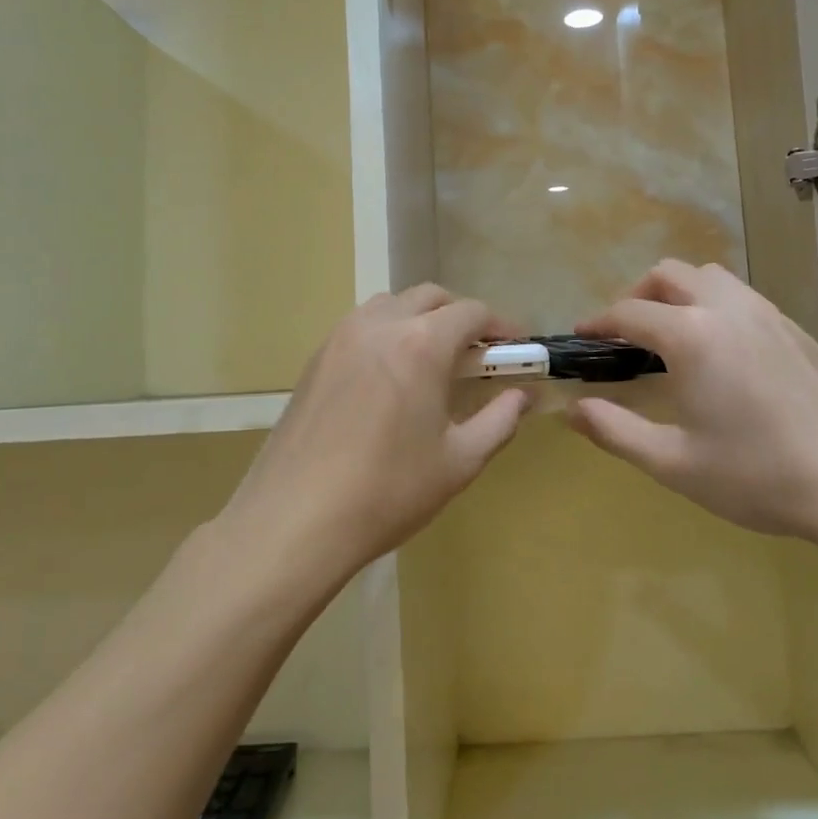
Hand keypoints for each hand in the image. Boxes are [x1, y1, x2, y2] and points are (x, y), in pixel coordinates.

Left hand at [220, 285, 531, 587]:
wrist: (294, 521)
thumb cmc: (388, 492)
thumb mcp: (459, 461)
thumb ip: (500, 420)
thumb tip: (522, 397)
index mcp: (421, 344)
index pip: (472, 312)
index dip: (502, 326)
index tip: (517, 349)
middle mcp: (379, 325)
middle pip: (430, 297)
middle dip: (461, 317)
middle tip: (478, 356)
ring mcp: (340, 339)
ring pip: (390, 306)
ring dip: (420, 319)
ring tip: (433, 363)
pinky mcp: (314, 360)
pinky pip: (360, 328)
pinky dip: (387, 335)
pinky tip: (390, 379)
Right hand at [567, 261, 817, 546]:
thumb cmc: (756, 475)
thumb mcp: (673, 462)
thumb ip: (615, 431)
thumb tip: (572, 411)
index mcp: (692, 336)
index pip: (630, 311)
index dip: (599, 322)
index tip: (582, 337)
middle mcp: (728, 309)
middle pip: (670, 274)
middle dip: (638, 295)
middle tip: (626, 335)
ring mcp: (768, 315)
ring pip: (711, 276)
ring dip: (680, 293)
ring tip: (671, 335)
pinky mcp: (796, 330)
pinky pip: (743, 297)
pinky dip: (715, 305)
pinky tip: (721, 353)